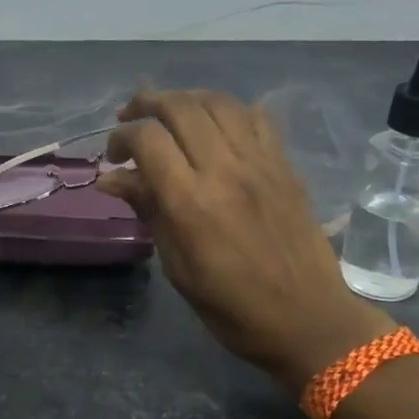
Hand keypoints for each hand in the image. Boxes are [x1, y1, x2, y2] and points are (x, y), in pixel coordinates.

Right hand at [96, 89, 392, 392]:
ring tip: (169, 114)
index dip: (122, 137)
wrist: (307, 318)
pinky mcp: (284, 165)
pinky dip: (228, 111)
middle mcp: (225, 170)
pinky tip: (215, 125)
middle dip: (147, 104)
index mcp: (191, 202)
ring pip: (218, 102)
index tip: (113, 156)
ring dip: (186, 99)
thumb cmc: (231, 306)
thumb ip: (148, 211)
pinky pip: (256, 118)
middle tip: (130, 119)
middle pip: (180, 107)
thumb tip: (112, 179)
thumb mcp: (177, 266)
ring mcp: (260, 163)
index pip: (148, 138)